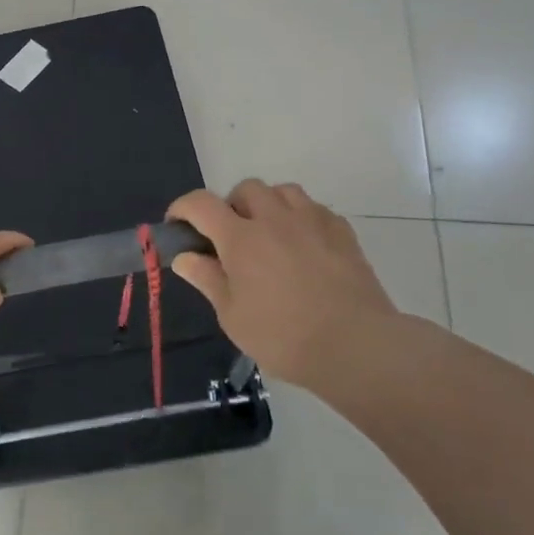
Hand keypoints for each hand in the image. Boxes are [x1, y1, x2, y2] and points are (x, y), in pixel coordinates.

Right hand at [166, 180, 402, 392]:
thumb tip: (184, 256)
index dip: (182, 208)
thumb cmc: (284, 336)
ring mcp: (312, 221)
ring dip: (268, 205)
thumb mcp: (232, 316)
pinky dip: (300, 217)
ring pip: (282, 190)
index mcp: (240, 238)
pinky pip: (314, 208)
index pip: (200, 203)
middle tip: (230, 238)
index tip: (177, 226)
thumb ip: (207, 279)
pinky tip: (303, 245)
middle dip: (230, 206)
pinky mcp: (342, 231)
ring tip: (268, 235)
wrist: (356, 345)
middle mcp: (274, 218)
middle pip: (245, 188)